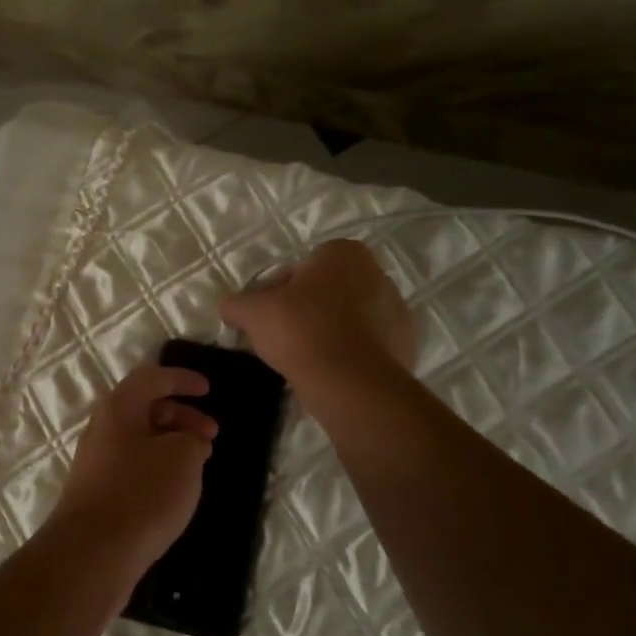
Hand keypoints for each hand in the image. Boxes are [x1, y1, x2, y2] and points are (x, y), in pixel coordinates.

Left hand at [51, 363, 217, 575]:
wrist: (92, 554)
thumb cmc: (141, 493)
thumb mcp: (183, 458)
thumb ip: (193, 440)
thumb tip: (188, 443)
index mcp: (118, 408)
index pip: (152, 378)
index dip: (182, 379)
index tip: (208, 390)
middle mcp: (102, 429)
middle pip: (145, 409)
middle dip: (182, 416)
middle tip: (211, 435)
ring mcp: (97, 463)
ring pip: (140, 441)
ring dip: (171, 445)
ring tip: (198, 466)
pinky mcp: (98, 494)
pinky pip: (133, 468)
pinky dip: (158, 469)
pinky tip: (175, 492)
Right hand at [219, 240, 413, 386]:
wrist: (351, 382)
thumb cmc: (300, 330)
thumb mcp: (252, 312)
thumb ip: (236, 303)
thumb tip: (228, 306)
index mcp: (344, 253)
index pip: (300, 267)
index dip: (278, 292)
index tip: (268, 317)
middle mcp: (377, 273)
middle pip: (326, 291)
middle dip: (306, 309)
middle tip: (283, 338)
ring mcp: (396, 310)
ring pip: (349, 317)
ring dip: (329, 331)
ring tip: (306, 359)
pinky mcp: (406, 344)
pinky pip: (367, 344)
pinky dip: (349, 353)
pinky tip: (330, 372)